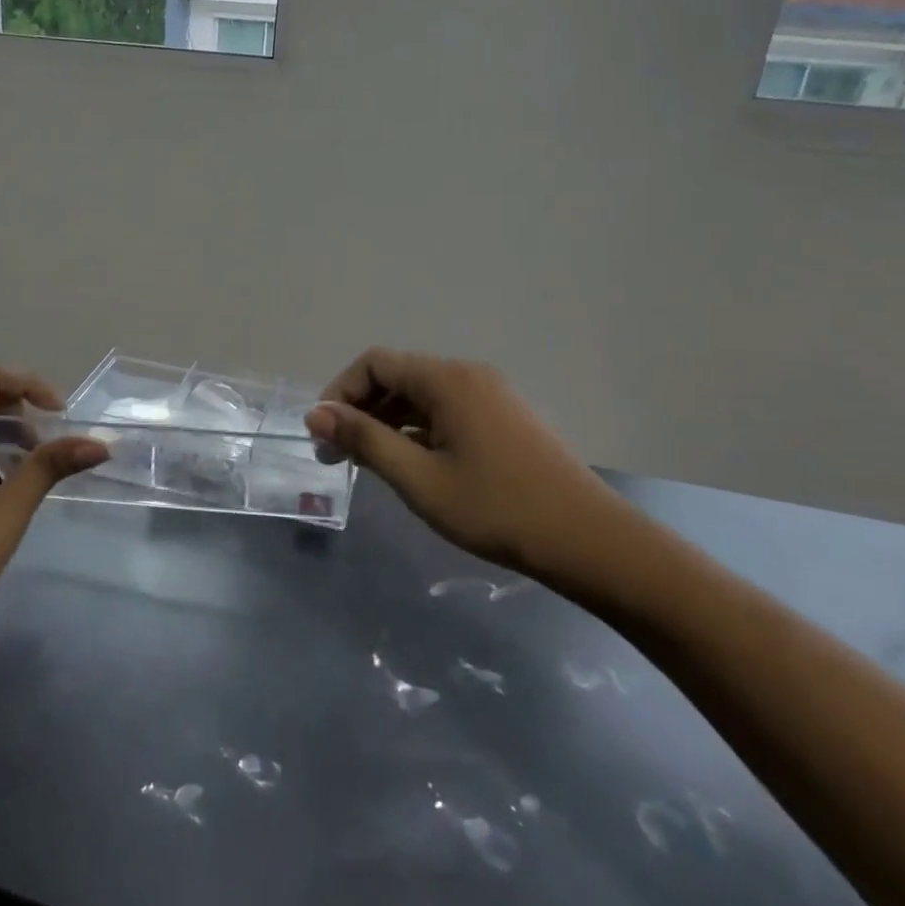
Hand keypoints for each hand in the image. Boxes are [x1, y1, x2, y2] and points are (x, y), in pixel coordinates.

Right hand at [304, 348, 644, 595]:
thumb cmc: (496, 508)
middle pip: (397, 376)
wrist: (589, 541)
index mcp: (447, 379)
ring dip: (386, 422)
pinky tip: (409, 465)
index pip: (374, 364)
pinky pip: (445, 411)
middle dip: (359, 410)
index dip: (339, 392)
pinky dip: (416, 430)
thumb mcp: (419, 478)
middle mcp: (467, 375)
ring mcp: (489, 396)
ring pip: (420, 396)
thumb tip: (315, 414)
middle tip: (336, 457)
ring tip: (367, 465)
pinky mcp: (502, 419)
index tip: (322, 436)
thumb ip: (365, 441)